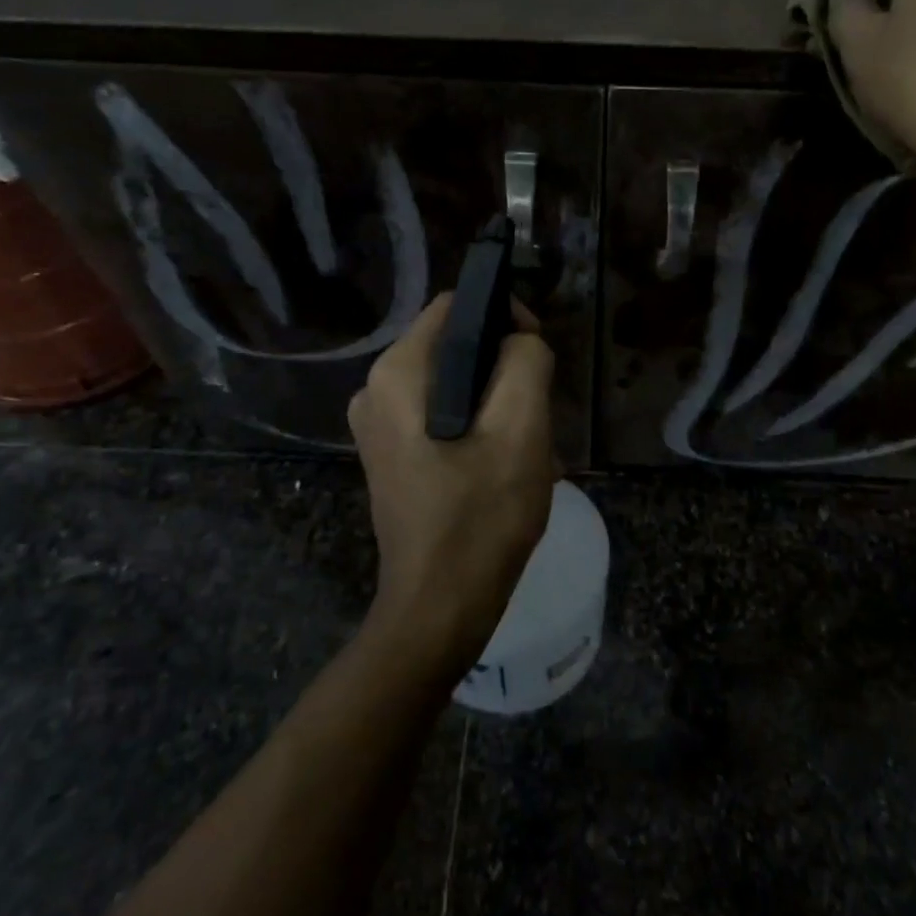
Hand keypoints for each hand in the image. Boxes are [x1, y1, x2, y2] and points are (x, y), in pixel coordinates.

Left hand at [348, 294, 558, 680]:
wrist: (438, 608)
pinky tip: (504, 465)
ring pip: (453, 382)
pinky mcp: (391, 453)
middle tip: (537, 413)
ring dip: (497, 402)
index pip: (457, 307)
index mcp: (398, 373)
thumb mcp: (520, 431)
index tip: (539, 355)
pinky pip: (441, 414)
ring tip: (527, 446)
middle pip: (455, 345)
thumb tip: (520, 340)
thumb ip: (525, 362)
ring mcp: (378, 424)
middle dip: (504, 369)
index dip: (505, 316)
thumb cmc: (481, 517)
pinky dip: (477, 426)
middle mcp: (376, 389)